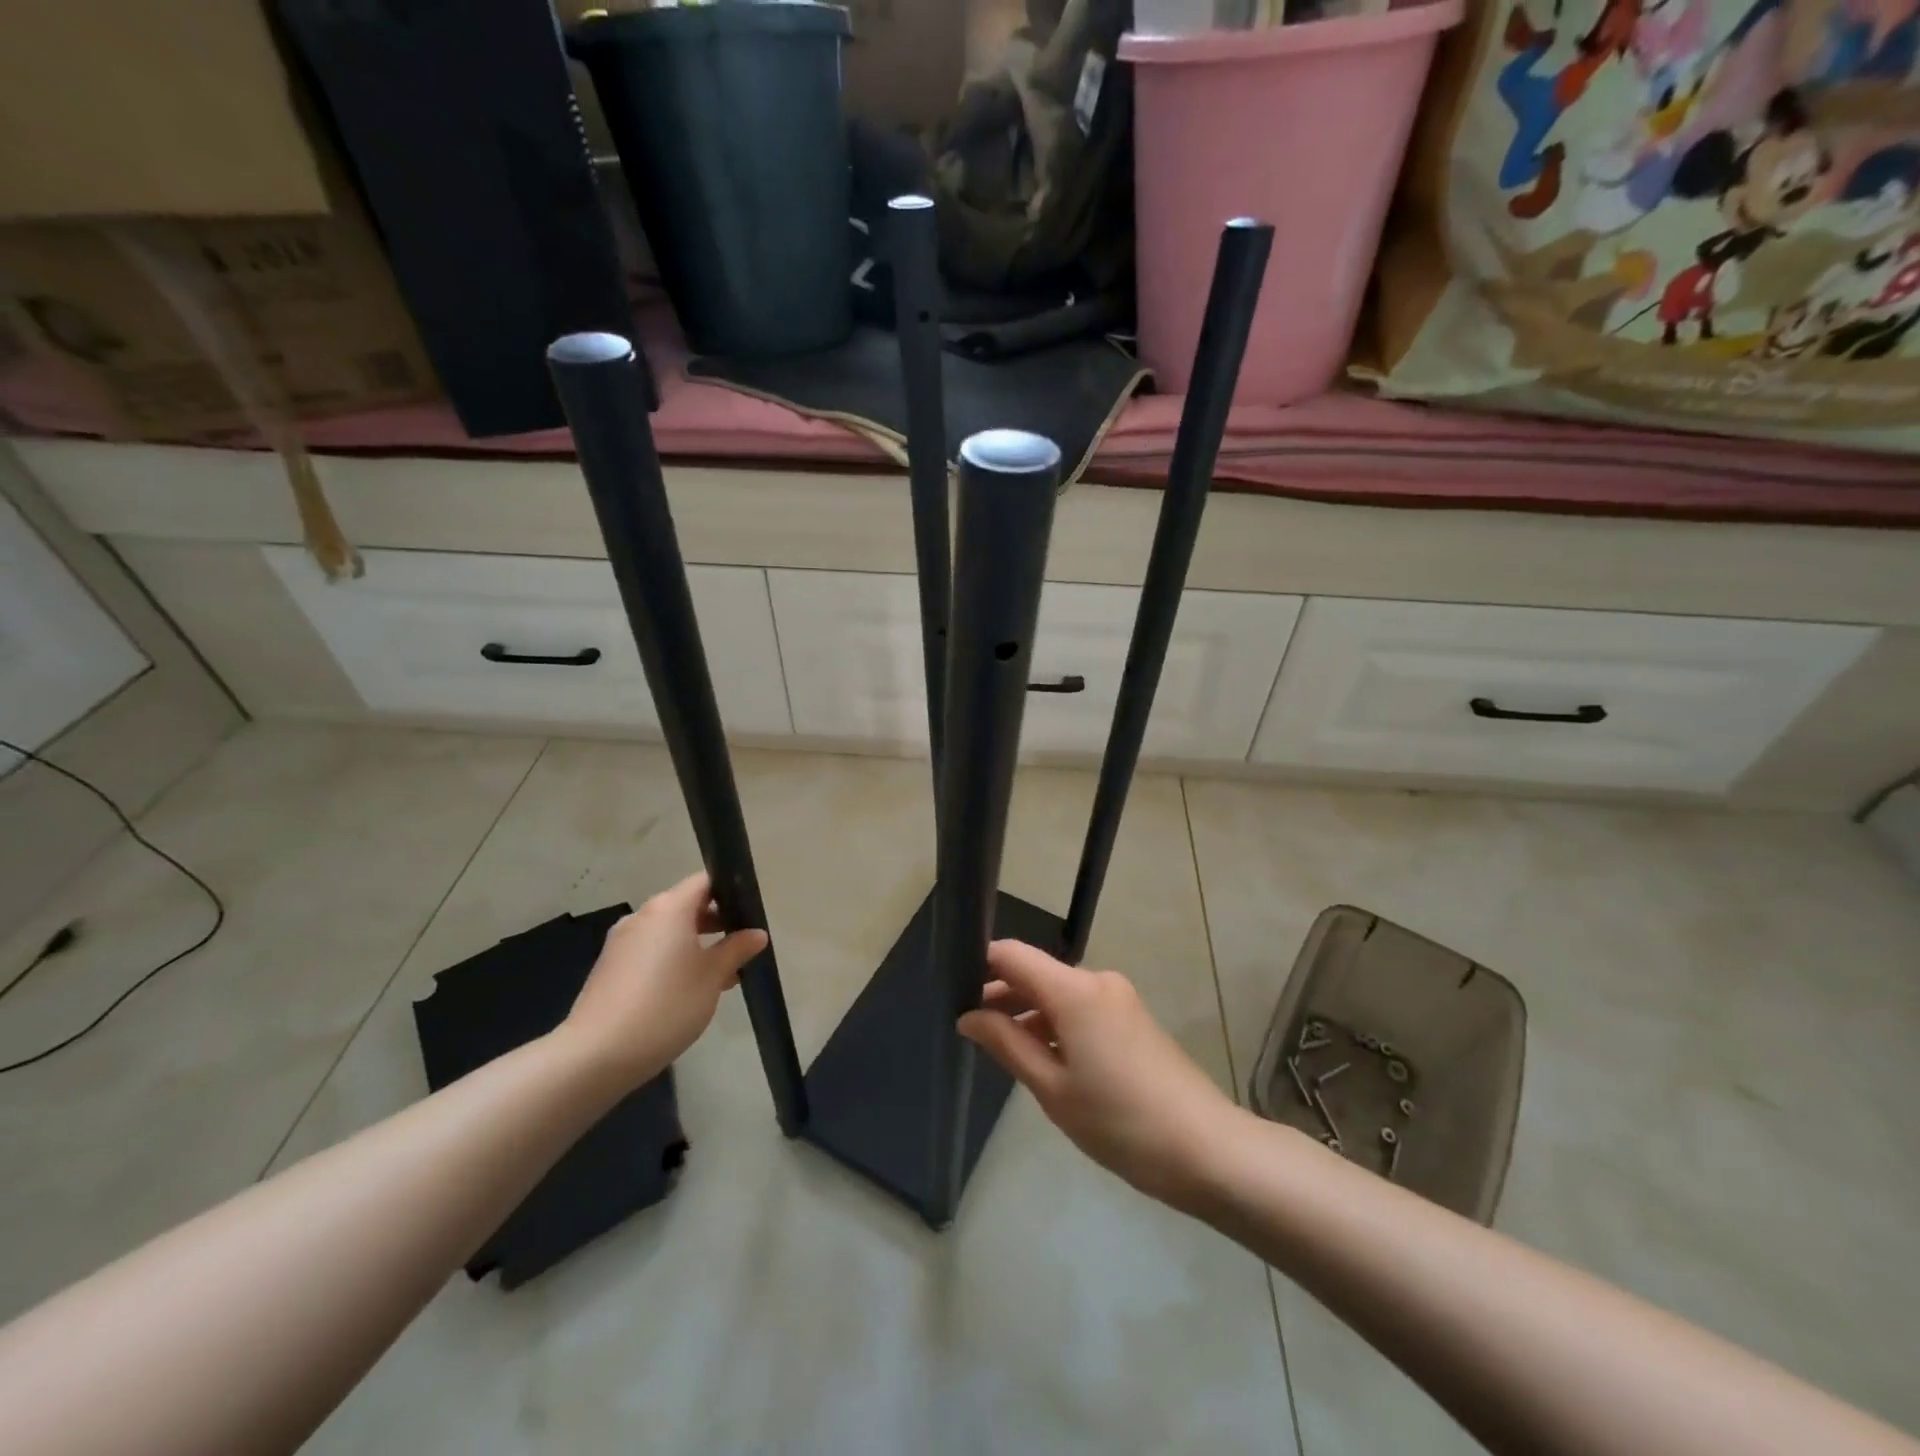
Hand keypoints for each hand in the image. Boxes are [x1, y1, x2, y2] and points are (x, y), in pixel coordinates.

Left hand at [561, 872, 767, 1089]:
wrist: (596, 1054)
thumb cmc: (667, 1005)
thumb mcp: (713, 977)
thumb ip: (736, 949)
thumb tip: (756, 933)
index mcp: (669, 908)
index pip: (705, 881)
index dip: (730, 892)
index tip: (749, 914)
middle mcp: (643, 916)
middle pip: (686, 905)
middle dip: (716, 922)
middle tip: (741, 946)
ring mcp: (622, 941)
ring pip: (668, 931)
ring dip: (695, 944)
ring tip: (720, 975)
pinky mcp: (610, 967)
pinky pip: (650, 951)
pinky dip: (671, 960)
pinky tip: (687, 991)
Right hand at [958, 940, 1242, 1209]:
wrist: (1207, 1149)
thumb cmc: (1120, 1121)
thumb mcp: (1053, 1089)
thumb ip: (1007, 1044)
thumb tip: (969, 1016)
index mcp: (1074, 989)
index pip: (1012, 954)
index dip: (980, 966)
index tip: (952, 991)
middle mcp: (1097, 980)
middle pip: (1036, 973)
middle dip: (1001, 995)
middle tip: (968, 1029)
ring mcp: (1119, 998)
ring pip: (1058, 993)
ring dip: (1028, 1013)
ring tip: (1001, 1050)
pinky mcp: (1132, 1018)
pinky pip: (1082, 1008)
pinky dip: (1056, 1024)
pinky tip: (1043, 1059)